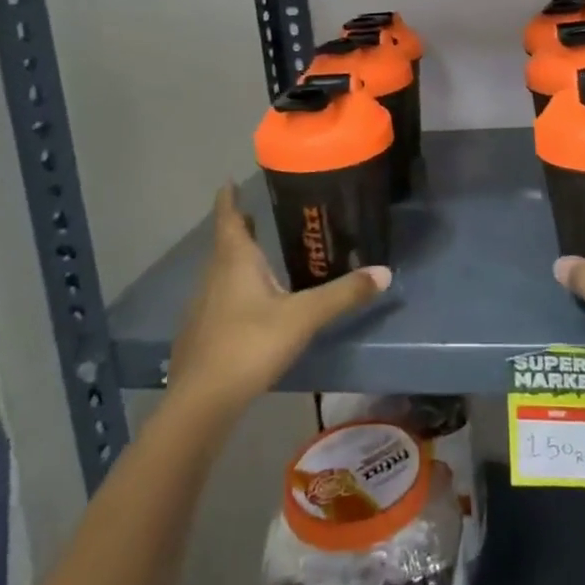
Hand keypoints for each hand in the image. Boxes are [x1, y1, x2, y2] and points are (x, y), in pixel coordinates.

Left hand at [168, 185, 389, 417]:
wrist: (201, 402)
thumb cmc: (250, 344)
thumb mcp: (303, 317)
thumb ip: (343, 294)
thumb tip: (384, 272)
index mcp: (236, 261)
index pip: (229, 217)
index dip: (229, 198)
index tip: (229, 181)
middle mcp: (215, 276)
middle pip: (225, 243)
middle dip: (240, 227)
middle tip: (256, 214)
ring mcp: (203, 307)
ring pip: (221, 272)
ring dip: (236, 260)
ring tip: (259, 256)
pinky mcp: (200, 334)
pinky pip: (218, 299)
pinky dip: (233, 290)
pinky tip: (249, 306)